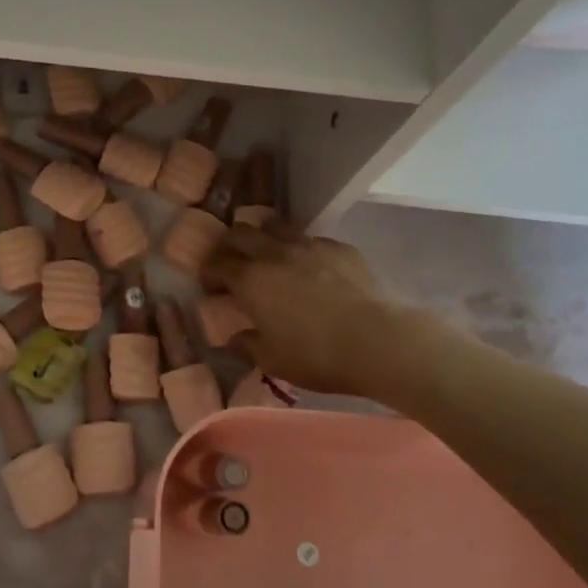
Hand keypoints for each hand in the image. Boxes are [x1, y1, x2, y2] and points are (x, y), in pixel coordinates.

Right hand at [202, 226, 389, 396]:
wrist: (378, 340)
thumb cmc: (317, 355)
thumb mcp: (273, 361)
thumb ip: (247, 345)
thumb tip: (233, 338)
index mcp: (251, 280)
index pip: (217, 263)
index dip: (209, 272)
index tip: (211, 286)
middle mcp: (274, 253)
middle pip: (240, 233)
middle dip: (230, 246)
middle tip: (233, 264)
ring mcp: (309, 245)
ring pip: (275, 226)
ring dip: (264, 237)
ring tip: (268, 255)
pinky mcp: (340, 247)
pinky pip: (311, 239)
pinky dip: (301, 248)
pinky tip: (311, 267)